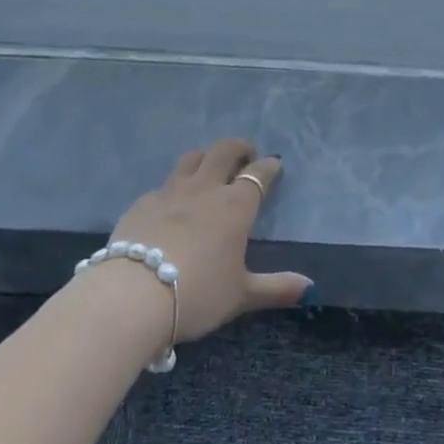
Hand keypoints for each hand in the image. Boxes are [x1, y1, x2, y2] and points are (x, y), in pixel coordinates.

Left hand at [107, 138, 311, 342]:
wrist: (133, 296)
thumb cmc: (198, 294)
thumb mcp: (241, 295)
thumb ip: (276, 288)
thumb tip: (310, 287)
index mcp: (234, 207)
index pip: (257, 175)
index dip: (268, 167)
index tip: (274, 165)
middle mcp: (204, 190)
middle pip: (223, 152)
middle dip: (238, 148)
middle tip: (245, 154)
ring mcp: (169, 193)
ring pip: (191, 159)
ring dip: (205, 158)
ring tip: (209, 168)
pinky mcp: (141, 203)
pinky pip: (163, 185)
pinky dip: (174, 188)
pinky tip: (170, 205)